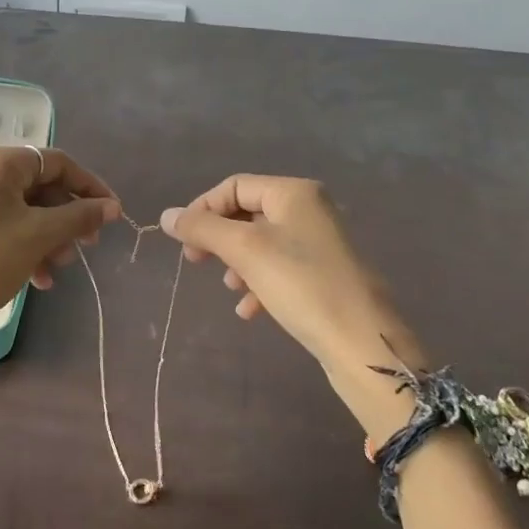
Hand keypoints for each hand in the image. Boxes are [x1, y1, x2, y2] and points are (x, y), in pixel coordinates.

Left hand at [0, 146, 119, 416]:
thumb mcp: (40, 236)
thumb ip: (80, 216)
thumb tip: (112, 207)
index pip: (55, 162)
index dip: (88, 186)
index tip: (111, 213)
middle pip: (36, 185)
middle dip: (65, 217)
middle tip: (86, 247)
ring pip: (19, 208)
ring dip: (47, 235)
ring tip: (58, 268)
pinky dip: (22, 243)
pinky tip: (37, 278)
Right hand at [160, 175, 413, 375]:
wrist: (362, 342)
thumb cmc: (301, 284)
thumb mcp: (245, 251)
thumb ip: (202, 229)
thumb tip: (166, 215)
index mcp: (294, 193)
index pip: (234, 186)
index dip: (203, 208)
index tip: (184, 240)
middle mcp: (310, 210)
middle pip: (247, 213)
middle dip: (219, 237)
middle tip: (196, 261)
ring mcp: (320, 243)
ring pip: (261, 243)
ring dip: (237, 263)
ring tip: (230, 288)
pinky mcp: (324, 275)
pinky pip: (280, 269)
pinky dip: (259, 283)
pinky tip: (250, 311)